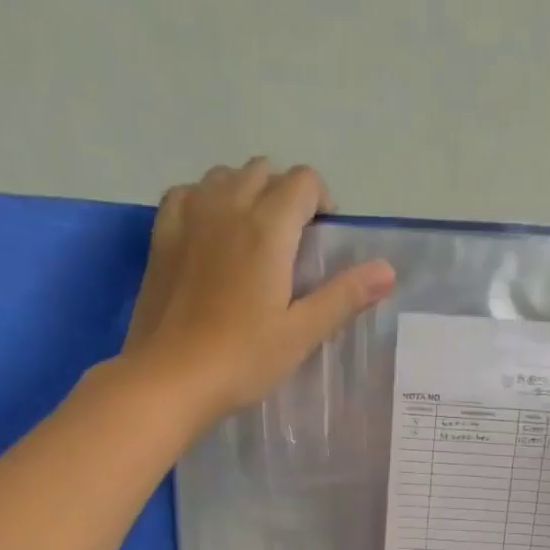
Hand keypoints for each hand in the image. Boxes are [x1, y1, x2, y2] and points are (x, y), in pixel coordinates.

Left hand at [122, 158, 395, 423]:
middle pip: (263, 171)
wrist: (170, 378)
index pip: (303, 181)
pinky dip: (206, 199)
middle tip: (292, 241)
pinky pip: (187, 193)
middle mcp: (227, 207)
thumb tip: (388, 269)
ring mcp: (189, 217)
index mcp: (268, 229)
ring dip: (246, 191)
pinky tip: (211, 232)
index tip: (323, 238)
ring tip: (253, 235)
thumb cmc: (243, 359)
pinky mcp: (162, 236)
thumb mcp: (302, 333)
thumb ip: (344, 296)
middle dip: (285, 194)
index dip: (321, 201)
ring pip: (224, 175)